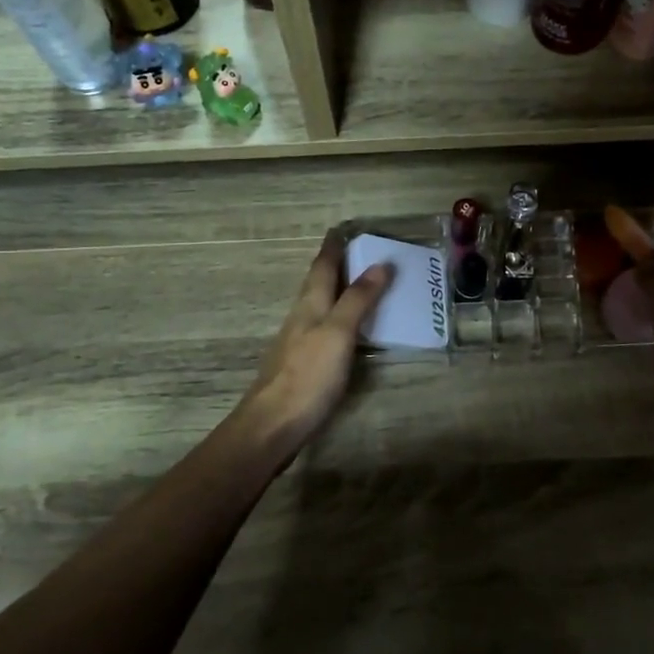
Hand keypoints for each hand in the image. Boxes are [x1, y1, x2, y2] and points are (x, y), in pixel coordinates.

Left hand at [236, 233, 393, 456]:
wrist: (273, 425)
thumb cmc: (308, 375)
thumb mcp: (338, 333)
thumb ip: (358, 299)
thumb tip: (380, 264)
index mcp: (310, 305)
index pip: (322, 267)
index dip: (333, 247)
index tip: (343, 229)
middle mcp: (301, 318)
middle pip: (317, 284)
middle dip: (335, 266)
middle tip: (357, 252)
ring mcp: (299, 343)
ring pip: (319, 307)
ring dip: (337, 292)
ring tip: (358, 285)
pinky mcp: (302, 366)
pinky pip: (323, 330)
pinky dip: (338, 320)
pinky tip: (347, 331)